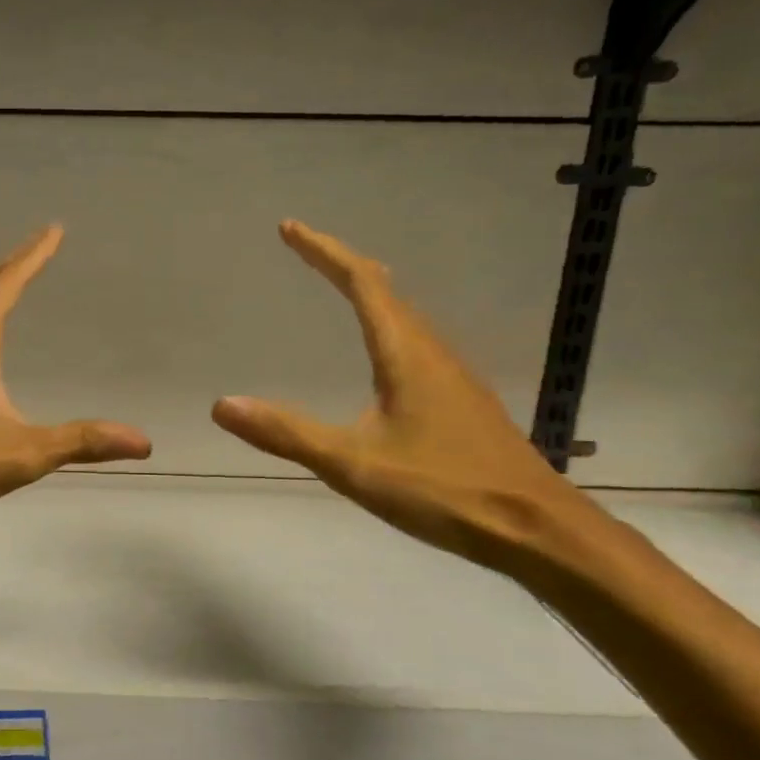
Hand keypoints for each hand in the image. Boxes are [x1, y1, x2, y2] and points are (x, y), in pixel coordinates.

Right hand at [211, 220, 592, 570]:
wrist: (537, 530)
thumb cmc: (443, 490)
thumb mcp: (353, 464)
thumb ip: (287, 432)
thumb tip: (222, 405)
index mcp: (405, 354)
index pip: (361, 283)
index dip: (324, 252)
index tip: (290, 229)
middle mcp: (432, 353)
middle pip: (386, 291)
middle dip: (343, 266)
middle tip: (308, 254)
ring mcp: (454, 378)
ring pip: (405, 319)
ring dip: (369, 295)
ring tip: (341, 289)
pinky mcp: (463, 404)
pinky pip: (416, 346)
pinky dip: (387, 328)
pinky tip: (382, 361)